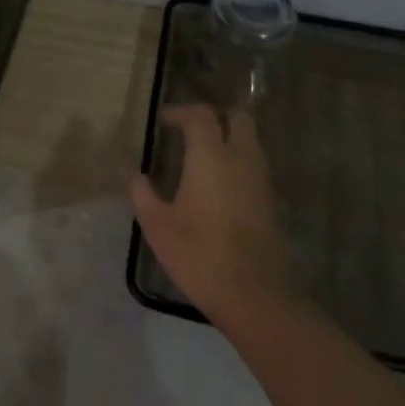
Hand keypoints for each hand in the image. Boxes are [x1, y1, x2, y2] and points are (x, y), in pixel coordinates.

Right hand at [130, 104, 295, 324]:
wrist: (253, 293)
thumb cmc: (199, 254)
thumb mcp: (158, 225)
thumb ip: (143, 194)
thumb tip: (134, 175)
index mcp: (211, 156)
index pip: (200, 116)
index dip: (181, 112)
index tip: (164, 120)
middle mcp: (241, 158)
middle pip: (237, 117)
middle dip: (214, 116)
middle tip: (190, 128)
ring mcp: (261, 178)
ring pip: (250, 140)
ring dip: (229, 137)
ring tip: (202, 154)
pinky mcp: (270, 199)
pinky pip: (254, 163)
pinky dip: (238, 159)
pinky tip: (218, 182)